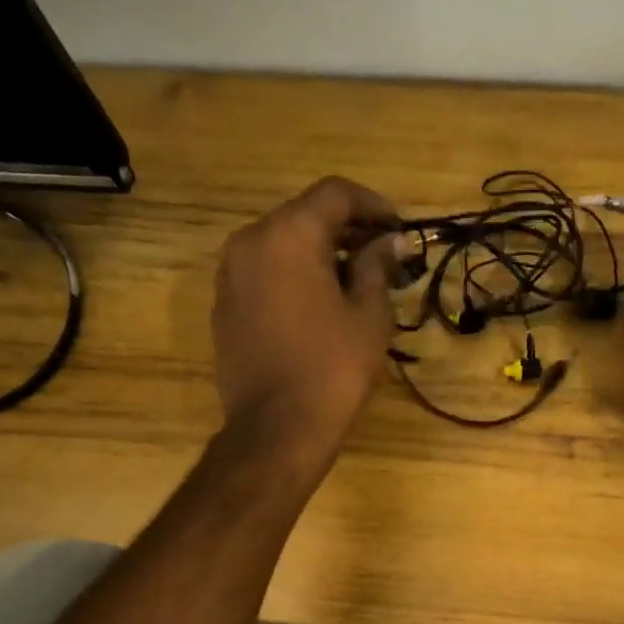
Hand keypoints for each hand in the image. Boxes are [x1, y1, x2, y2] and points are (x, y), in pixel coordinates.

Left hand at [213, 176, 404, 464]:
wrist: (276, 429)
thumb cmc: (332, 369)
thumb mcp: (370, 316)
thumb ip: (378, 266)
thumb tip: (390, 242)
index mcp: (288, 235)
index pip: (335, 194)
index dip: (374, 205)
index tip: (399, 230)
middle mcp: (250, 241)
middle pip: (305, 215)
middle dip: (348, 230)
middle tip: (384, 256)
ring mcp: (230, 274)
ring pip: (282, 244)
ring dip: (320, 253)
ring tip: (356, 282)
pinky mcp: (224, 306)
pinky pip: (265, 273)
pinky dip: (295, 276)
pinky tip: (321, 305)